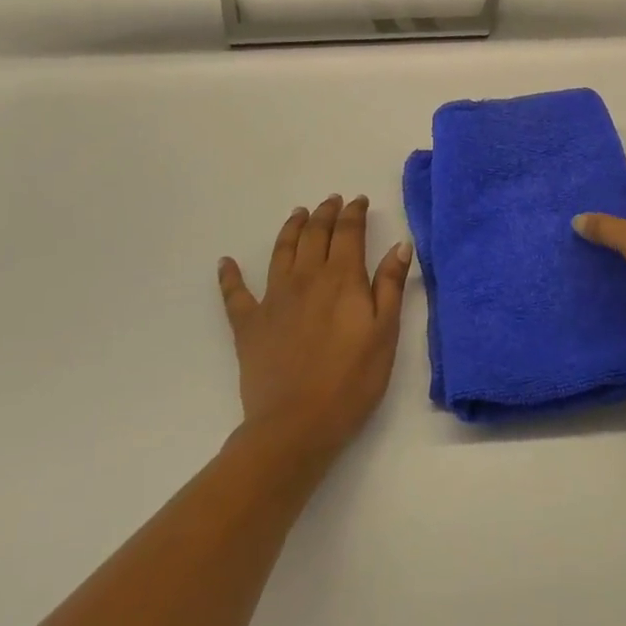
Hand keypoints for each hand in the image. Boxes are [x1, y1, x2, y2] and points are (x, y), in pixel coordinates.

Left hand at [218, 195, 411, 463]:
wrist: (296, 425)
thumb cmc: (352, 380)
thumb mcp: (385, 333)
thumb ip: (390, 286)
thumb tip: (400, 245)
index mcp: (342, 278)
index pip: (348, 233)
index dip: (354, 213)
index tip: (359, 201)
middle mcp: (306, 278)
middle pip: (315, 235)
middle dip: (325, 214)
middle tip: (332, 201)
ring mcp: (273, 299)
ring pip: (281, 251)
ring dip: (291, 229)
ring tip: (298, 214)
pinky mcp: (248, 325)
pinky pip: (235, 293)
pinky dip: (230, 276)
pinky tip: (226, 262)